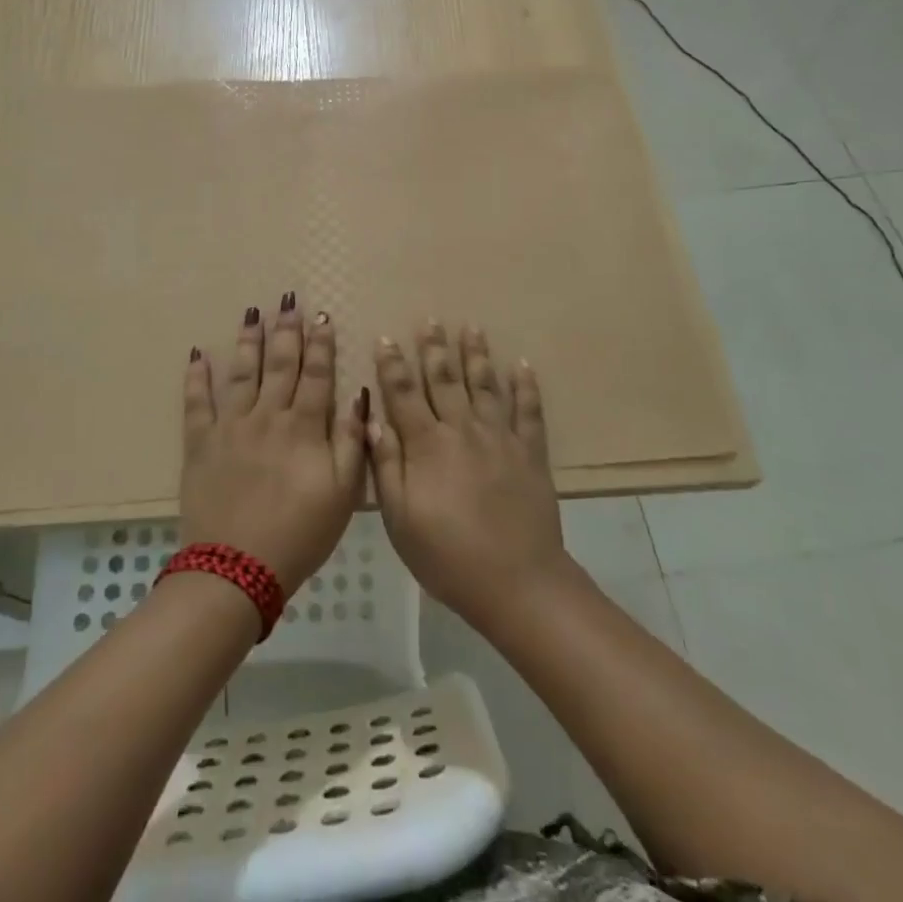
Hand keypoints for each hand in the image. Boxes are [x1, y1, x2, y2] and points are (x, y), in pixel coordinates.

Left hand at [180, 296, 365, 594]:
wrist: (236, 570)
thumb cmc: (299, 534)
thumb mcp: (343, 494)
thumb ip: (352, 442)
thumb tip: (359, 396)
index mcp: (303, 428)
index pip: (316, 375)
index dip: (321, 345)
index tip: (322, 316)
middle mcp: (267, 416)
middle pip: (280, 365)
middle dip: (286, 331)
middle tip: (288, 301)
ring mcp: (230, 427)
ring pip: (242, 373)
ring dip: (248, 341)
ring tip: (252, 312)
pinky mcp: (200, 444)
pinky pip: (197, 403)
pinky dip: (197, 377)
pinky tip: (198, 354)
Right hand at [367, 323, 572, 633]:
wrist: (517, 582)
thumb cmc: (448, 556)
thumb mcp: (400, 520)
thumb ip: (386, 465)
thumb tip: (372, 419)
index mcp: (427, 445)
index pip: (404, 395)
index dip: (392, 365)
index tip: (386, 337)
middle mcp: (463, 430)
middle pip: (445, 380)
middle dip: (434, 348)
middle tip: (430, 320)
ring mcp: (500, 438)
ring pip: (485, 386)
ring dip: (476, 355)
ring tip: (471, 328)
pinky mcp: (530, 452)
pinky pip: (528, 411)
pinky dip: (526, 386)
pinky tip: (522, 365)